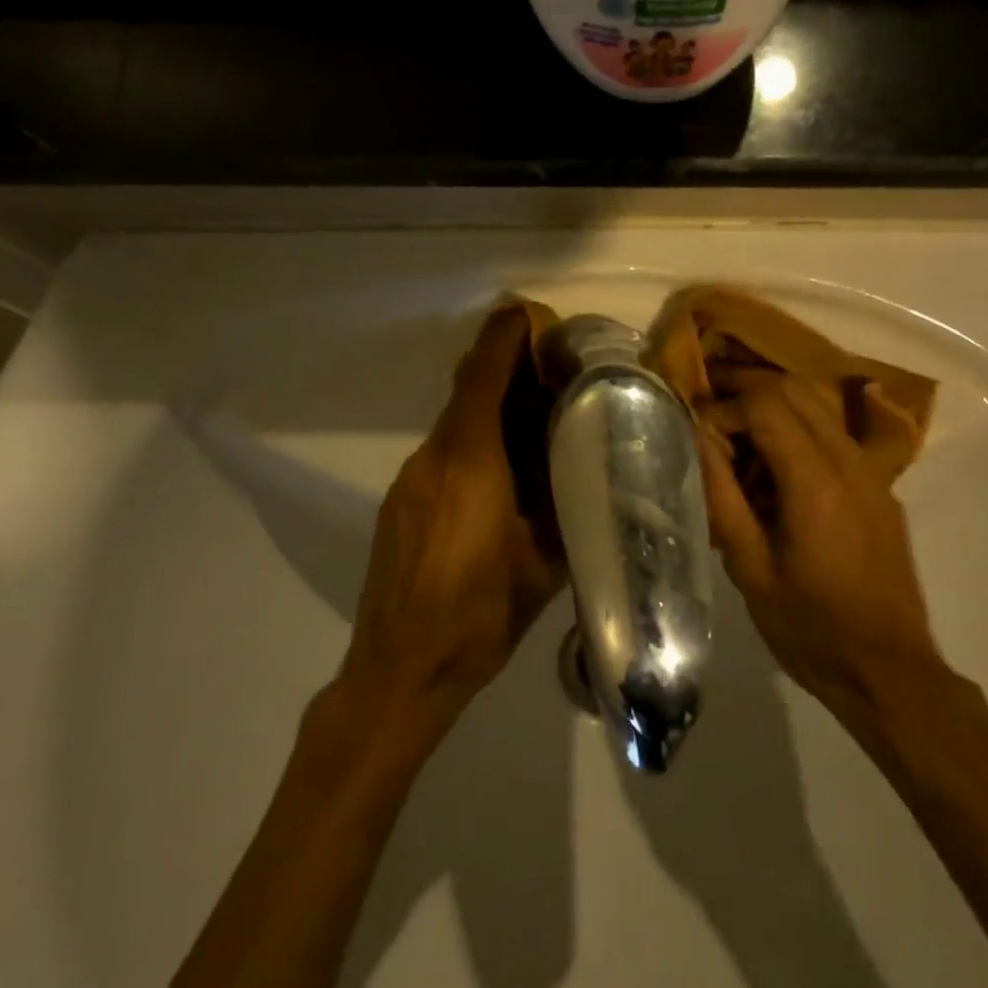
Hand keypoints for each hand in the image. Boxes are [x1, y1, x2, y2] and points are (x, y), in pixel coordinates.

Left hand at [340, 305, 564, 722]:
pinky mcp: (400, 504)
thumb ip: (566, 509)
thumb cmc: (478, 618)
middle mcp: (432, 460)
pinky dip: (475, 444)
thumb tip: (589, 473)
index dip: (504, 339)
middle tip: (557, 372)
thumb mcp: (542, 565)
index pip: (482, 379)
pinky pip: (443, 455)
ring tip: (539, 423)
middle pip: (469, 395)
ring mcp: (409, 482)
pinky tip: (503, 474)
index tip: (530, 314)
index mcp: (470, 466)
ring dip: (493, 412)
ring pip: (456, 426)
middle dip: (508, 373)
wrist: (397, 672)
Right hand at [698, 371, 941, 711]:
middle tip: (707, 404)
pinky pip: (835, 434)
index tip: (694, 429)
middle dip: (746, 386)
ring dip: (774, 404)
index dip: (723, 406)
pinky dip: (799, 427)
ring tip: (735, 431)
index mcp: (815, 481)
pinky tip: (774, 464)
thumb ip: (722, 496)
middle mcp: (849, 461)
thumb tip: (697, 439)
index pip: (764, 405)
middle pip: (795, 389)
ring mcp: (872, 471)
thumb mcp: (750, 569)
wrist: (888, 668)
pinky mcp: (880, 487)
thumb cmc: (809, 628)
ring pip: (819, 405)